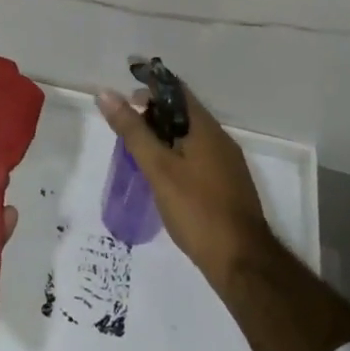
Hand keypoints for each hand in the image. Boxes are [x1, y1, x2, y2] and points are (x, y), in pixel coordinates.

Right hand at [97, 83, 277, 287]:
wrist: (242, 263)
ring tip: (138, 150)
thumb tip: (107, 94)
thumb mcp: (158, 168)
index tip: (125, 97)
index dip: (150, 87)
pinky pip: (198, 156)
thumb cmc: (197, 210)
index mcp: (205, 128)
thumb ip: (132, 131)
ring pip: (190, 136)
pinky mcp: (228, 186)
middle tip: (126, 127)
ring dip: (164, 135)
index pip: (176, 90)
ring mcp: (227, 164)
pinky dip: (176, 154)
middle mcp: (220, 140)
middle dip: (153, 113)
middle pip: (183, 112)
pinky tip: (163, 174)